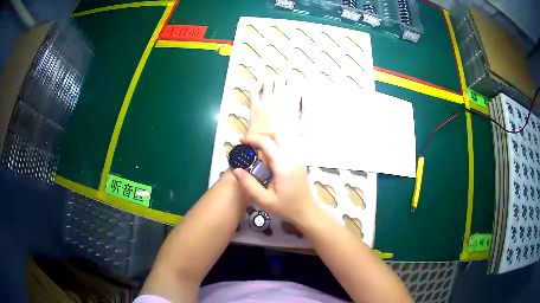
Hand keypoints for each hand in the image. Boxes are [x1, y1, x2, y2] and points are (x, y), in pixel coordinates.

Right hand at [232, 133, 316, 224]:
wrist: (306, 211)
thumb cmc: (285, 207)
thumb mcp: (264, 200)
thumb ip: (249, 184)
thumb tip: (236, 169)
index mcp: (282, 165)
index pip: (266, 142)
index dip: (252, 138)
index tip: (241, 142)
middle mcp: (292, 157)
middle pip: (277, 135)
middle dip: (262, 135)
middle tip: (250, 143)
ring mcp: (299, 157)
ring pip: (285, 137)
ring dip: (271, 138)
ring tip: (259, 147)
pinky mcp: (301, 160)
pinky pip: (290, 143)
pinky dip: (279, 142)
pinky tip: (272, 153)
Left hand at [247, 77, 304, 137]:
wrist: (267, 148)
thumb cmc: (284, 139)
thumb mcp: (301, 128)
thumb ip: (306, 114)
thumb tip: (310, 103)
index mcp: (284, 104)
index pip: (287, 85)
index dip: (289, 78)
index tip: (291, 77)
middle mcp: (273, 101)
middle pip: (276, 82)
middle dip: (281, 77)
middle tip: (284, 77)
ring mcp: (261, 104)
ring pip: (264, 84)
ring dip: (269, 80)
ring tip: (272, 79)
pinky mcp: (253, 108)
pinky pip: (253, 92)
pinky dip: (257, 86)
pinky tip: (259, 85)